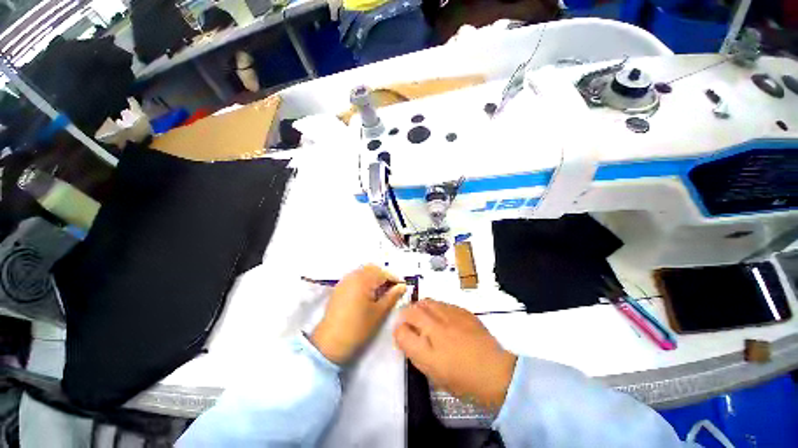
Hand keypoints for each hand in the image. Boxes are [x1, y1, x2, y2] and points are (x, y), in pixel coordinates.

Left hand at [310, 265, 406, 364]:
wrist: (330, 343)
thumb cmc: (358, 328)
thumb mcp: (379, 312)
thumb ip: (392, 296)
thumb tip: (402, 286)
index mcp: (363, 280)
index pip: (383, 273)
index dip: (395, 279)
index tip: (402, 287)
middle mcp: (353, 275)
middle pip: (373, 269)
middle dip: (384, 276)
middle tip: (392, 289)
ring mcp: (344, 281)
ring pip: (363, 272)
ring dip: (374, 278)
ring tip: (381, 292)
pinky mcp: (339, 287)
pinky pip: (355, 277)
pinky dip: (364, 281)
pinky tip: (367, 294)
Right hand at [394, 299, 516, 410]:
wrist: (496, 372)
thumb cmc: (462, 378)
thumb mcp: (432, 370)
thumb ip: (412, 348)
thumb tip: (402, 331)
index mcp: (428, 341)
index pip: (403, 325)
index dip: (399, 328)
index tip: (402, 333)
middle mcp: (437, 323)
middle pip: (414, 308)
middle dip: (408, 313)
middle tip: (411, 323)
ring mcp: (451, 314)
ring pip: (428, 302)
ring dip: (421, 308)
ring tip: (425, 319)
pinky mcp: (463, 311)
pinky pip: (443, 303)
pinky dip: (437, 308)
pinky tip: (443, 319)